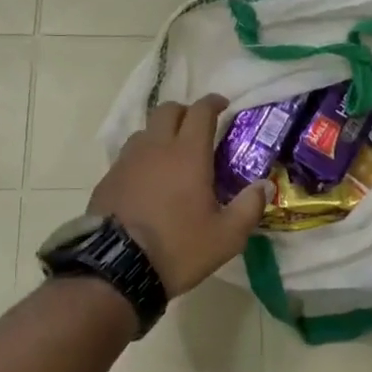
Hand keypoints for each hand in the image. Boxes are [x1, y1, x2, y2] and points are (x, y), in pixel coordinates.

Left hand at [90, 95, 270, 298]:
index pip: (201, 111)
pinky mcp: (108, 178)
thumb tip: (264, 186)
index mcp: (187, 154)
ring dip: (161, 133)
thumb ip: (249, 207)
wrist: (117, 269)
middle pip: (168, 110)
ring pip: (145, 130)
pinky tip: (148, 180)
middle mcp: (155, 148)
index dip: (213, 103)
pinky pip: (128, 155)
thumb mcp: (226, 236)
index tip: (223, 105)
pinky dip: (142, 157)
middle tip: (198, 128)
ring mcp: (127, 161)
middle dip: (185, 111)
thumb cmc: (179, 248)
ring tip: (172, 155)